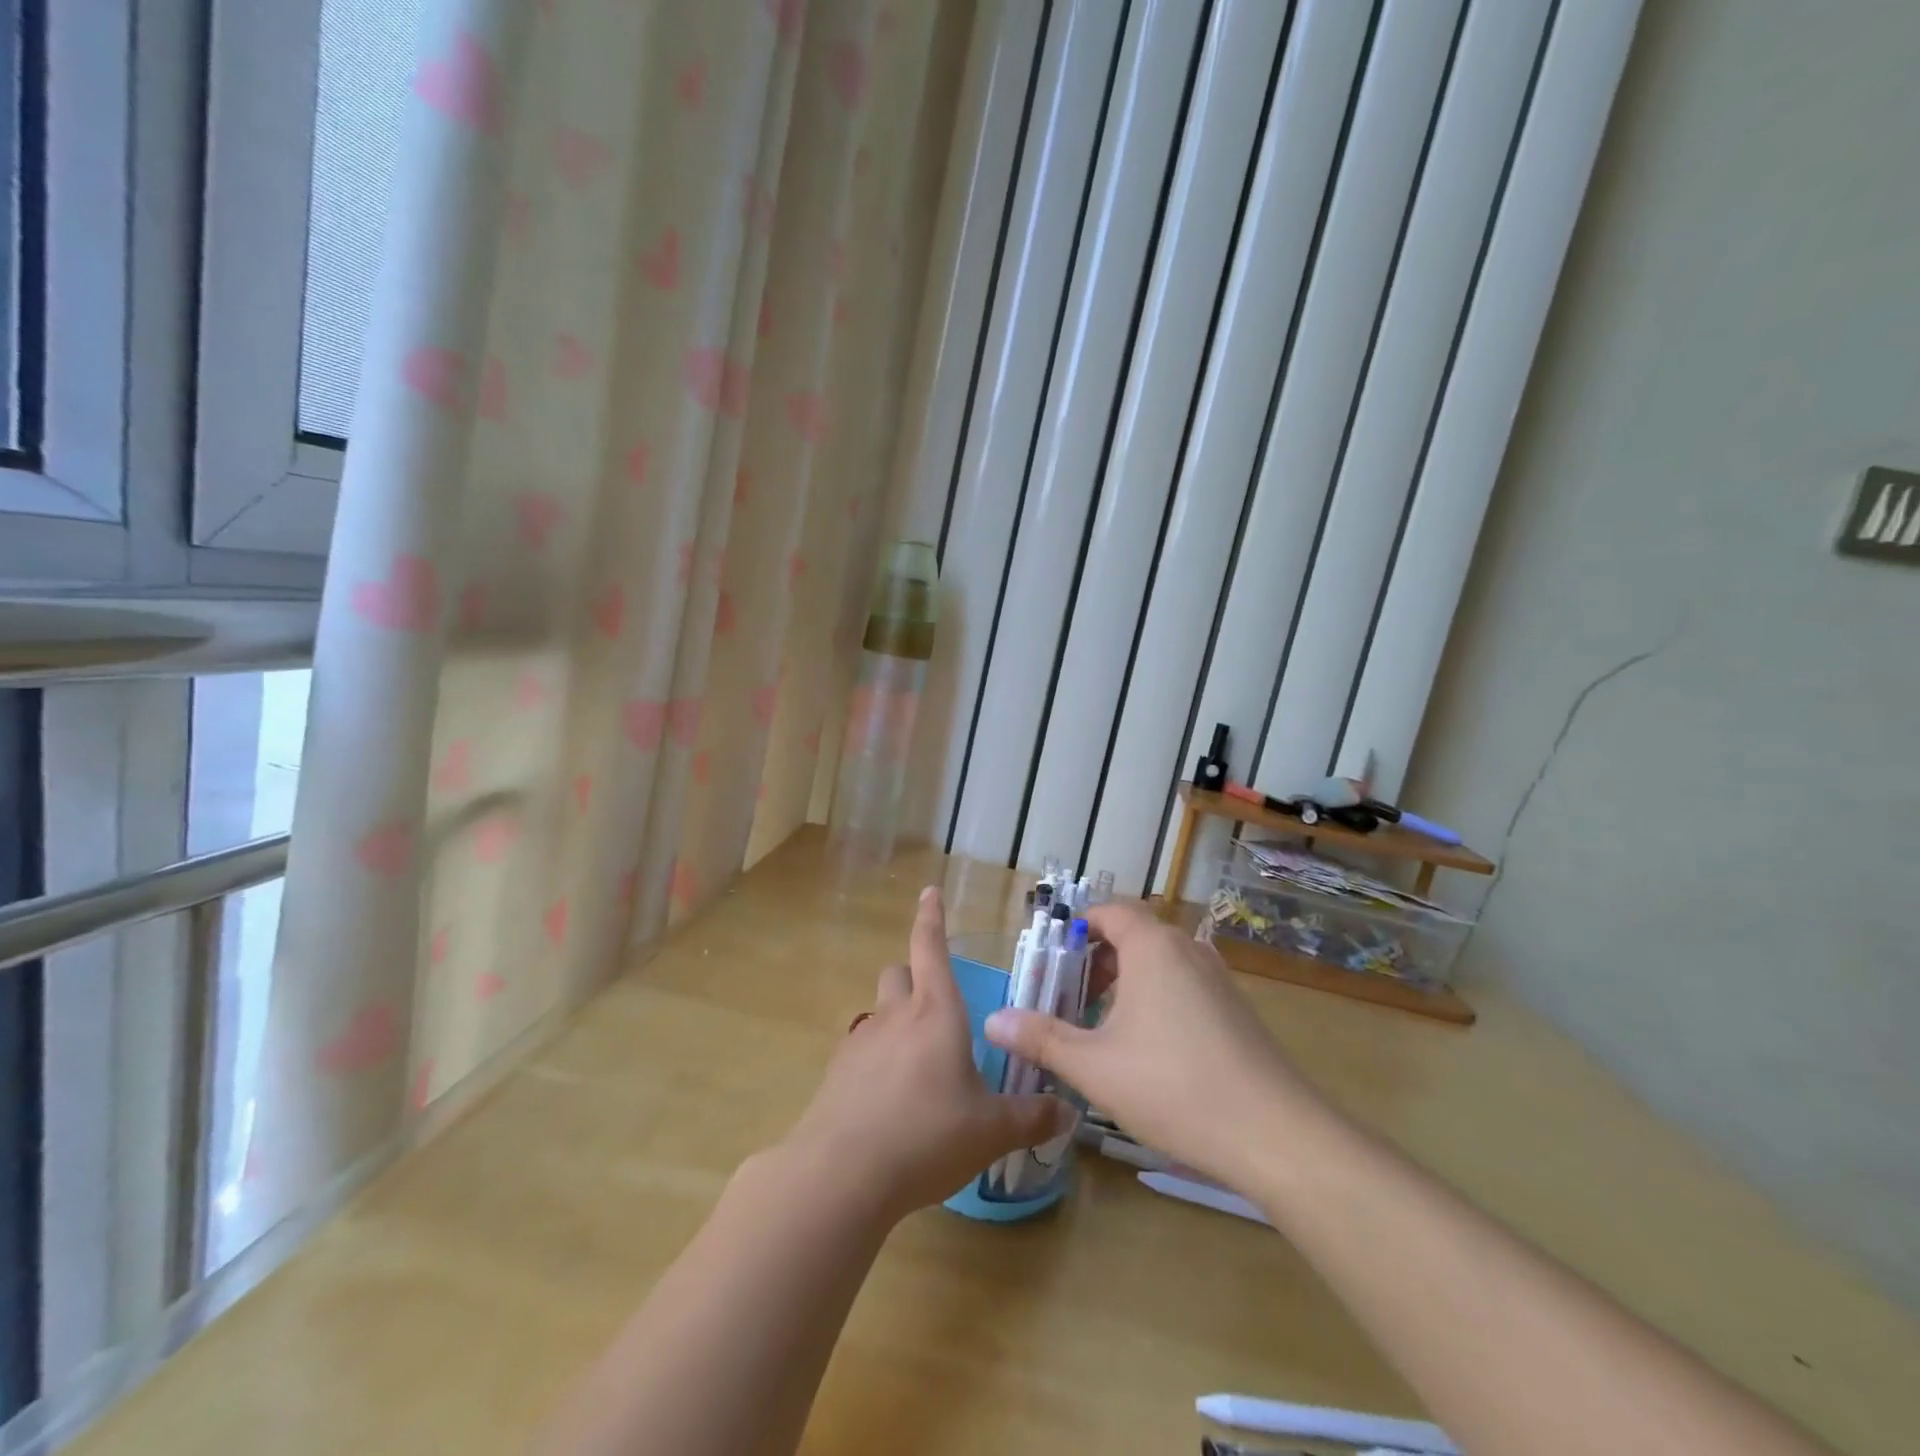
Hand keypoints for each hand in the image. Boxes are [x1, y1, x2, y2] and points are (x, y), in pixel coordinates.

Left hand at [782, 887, 1073, 1222]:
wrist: (841, 1173)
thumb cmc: (927, 1135)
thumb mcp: (990, 1131)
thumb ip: (1031, 1117)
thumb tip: (1068, 1112)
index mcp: (936, 1012)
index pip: (931, 947)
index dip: (931, 917)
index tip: (928, 892)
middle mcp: (896, 1016)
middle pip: (899, 973)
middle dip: (916, 977)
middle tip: (937, 1006)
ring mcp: (861, 1043)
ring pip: (879, 1011)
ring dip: (897, 1020)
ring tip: (918, 1063)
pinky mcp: (837, 1074)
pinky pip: (861, 1050)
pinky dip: (877, 1059)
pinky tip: (890, 1099)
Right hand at [984, 899, 1319, 1190]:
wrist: (1276, 1135)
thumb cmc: (1173, 1087)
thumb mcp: (1094, 1066)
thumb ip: (1041, 1038)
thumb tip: (993, 1021)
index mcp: (1153, 947)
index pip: (1108, 912)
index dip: (1076, 929)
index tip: (1052, 963)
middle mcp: (1187, 949)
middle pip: (1133, 935)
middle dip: (1096, 961)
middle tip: (1070, 998)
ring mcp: (1218, 978)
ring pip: (1160, 962)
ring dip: (1127, 982)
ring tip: (1102, 1025)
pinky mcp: (1237, 1009)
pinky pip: (1185, 985)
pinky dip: (1157, 998)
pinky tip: (1148, 1049)